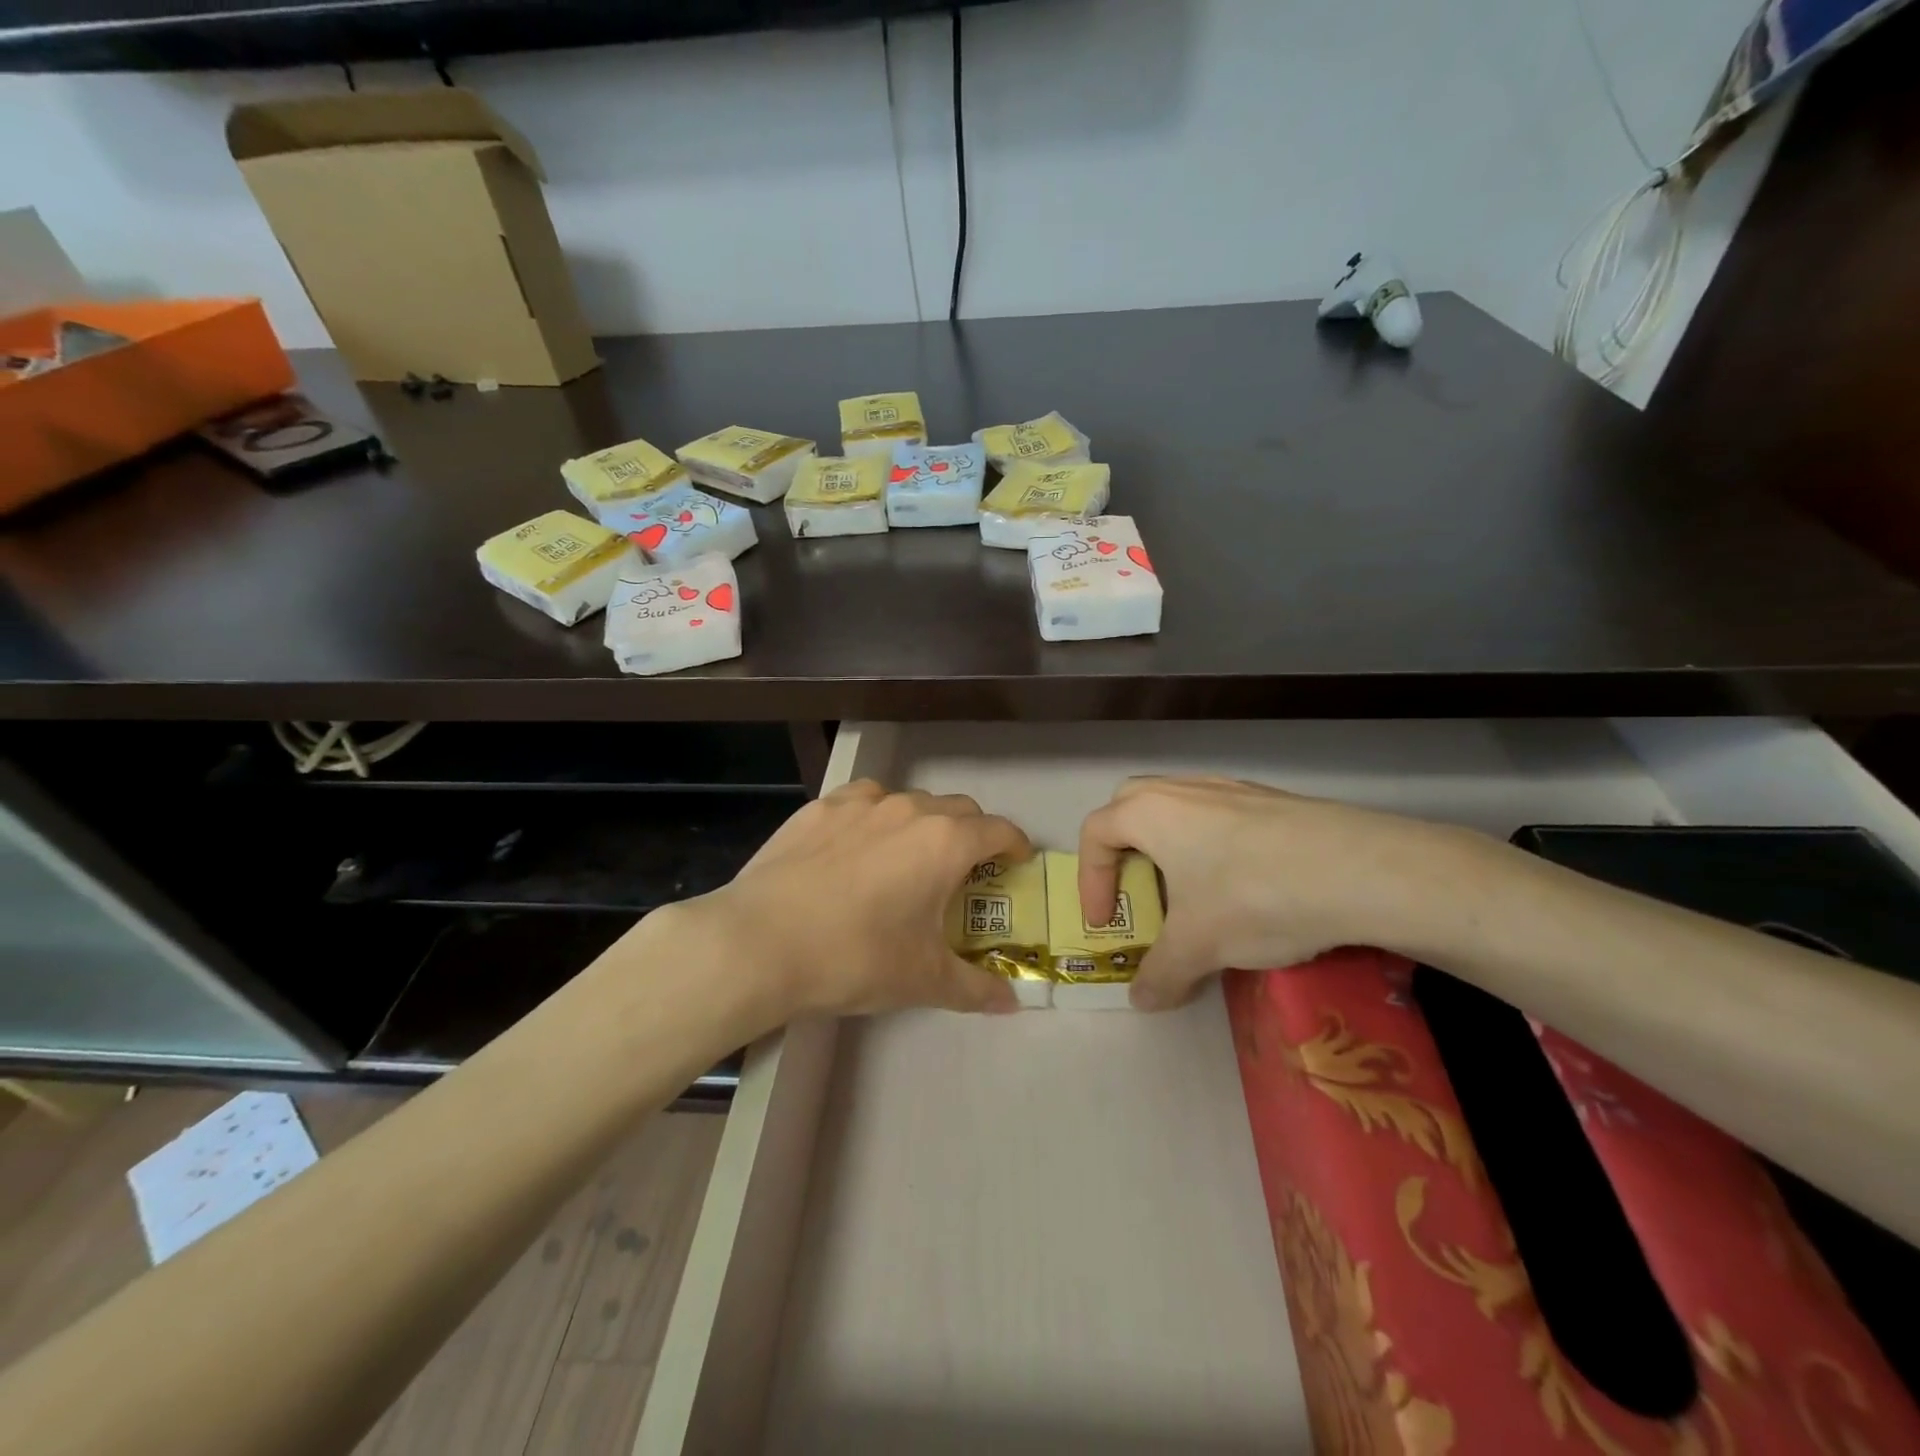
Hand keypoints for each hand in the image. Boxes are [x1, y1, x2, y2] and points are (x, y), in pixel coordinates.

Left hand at [681, 780, 1031, 1022]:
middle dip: (972, 834)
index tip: (1016, 863)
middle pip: (958, 809)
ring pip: (909, 801)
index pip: (999, 830)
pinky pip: (863, 802)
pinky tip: (856, 848)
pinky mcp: (820, 808)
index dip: (1015, 845)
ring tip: (907, 858)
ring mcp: (860, 803)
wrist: (759, 943)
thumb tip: (1011, 1003)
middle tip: (963, 871)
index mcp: (944, 842)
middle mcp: (909, 809)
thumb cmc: (855, 958)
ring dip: (922, 823)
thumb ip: (975, 987)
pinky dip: (875, 818)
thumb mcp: (922, 980)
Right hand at [1077, 776, 1487, 1009]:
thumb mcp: (1198, 946)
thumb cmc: (1252, 897)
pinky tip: (1242, 885)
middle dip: (1123, 848)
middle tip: (1137, 889)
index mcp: (1149, 811)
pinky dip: (1212, 846)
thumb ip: (1160, 973)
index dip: (1090, 880)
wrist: (1360, 870)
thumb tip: (1143, 1000)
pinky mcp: (1271, 799)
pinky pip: (1221, 817)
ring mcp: (1230, 788)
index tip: (1105, 922)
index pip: (1096, 833)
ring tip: (1190, 893)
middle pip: (1131, 805)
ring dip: (1170, 847)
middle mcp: (1183, 788)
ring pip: (1179, 808)